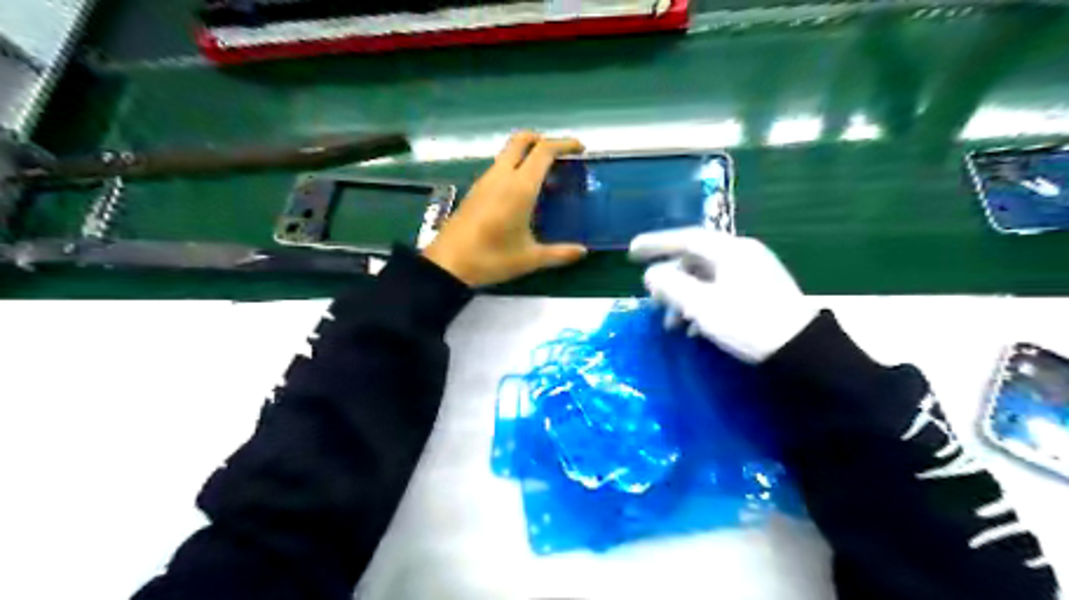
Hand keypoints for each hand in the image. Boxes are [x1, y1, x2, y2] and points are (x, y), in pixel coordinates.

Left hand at [425, 134, 588, 287]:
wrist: (448, 265)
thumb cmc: (491, 259)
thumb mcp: (530, 259)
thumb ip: (559, 253)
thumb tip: (583, 252)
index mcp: (519, 188)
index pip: (544, 151)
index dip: (564, 143)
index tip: (580, 149)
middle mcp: (501, 177)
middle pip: (521, 140)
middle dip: (542, 139)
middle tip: (560, 156)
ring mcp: (484, 181)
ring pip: (507, 153)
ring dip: (527, 155)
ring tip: (544, 178)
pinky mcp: (474, 190)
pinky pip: (498, 168)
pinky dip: (514, 168)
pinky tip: (521, 193)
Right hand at [627, 228, 815, 363]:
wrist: (802, 349)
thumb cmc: (747, 323)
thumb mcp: (702, 305)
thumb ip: (671, 286)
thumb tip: (651, 274)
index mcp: (730, 251)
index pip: (685, 239)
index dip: (655, 244)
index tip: (631, 252)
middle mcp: (742, 254)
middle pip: (694, 260)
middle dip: (670, 282)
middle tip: (653, 302)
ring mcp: (753, 271)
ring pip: (706, 277)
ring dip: (684, 298)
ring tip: (673, 325)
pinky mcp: (760, 290)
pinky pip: (721, 289)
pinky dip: (702, 304)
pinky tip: (695, 328)